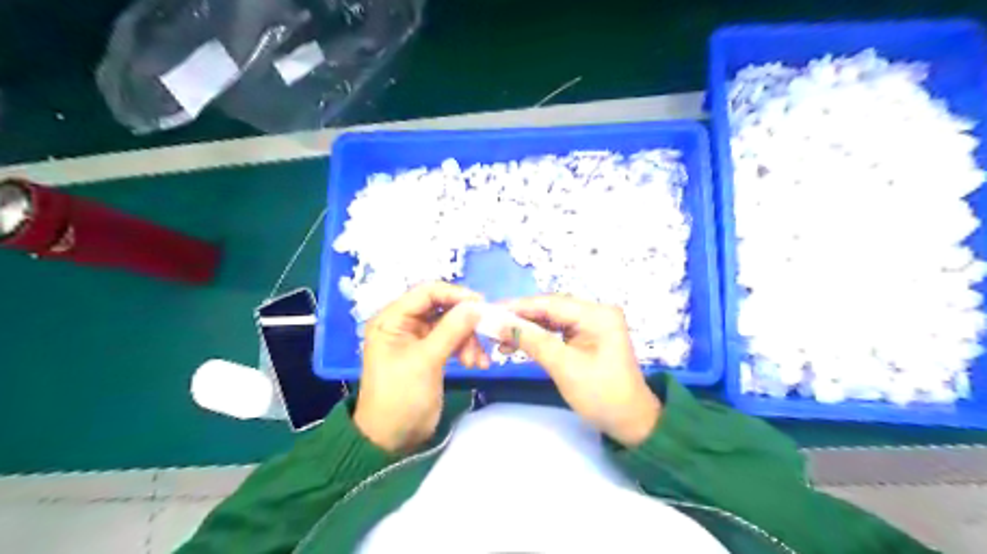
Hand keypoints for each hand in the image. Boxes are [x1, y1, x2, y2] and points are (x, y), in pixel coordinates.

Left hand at [359, 284, 487, 451]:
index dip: (455, 294)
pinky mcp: (429, 352)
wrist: (393, 439)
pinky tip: (477, 364)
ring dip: (468, 339)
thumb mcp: (426, 361)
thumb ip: (452, 330)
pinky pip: (453, 340)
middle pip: (442, 308)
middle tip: (485, 335)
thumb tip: (477, 305)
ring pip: (451, 325)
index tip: (482, 304)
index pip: (426, 292)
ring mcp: (417, 338)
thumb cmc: (401, 397)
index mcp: (392, 319)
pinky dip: (466, 349)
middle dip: (465, 322)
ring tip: (477, 362)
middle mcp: (404, 323)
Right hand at [501, 295, 661, 446]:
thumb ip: (533, 341)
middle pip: (549, 309)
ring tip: (499, 339)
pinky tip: (517, 344)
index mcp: (597, 314)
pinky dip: (537, 337)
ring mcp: (591, 324)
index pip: (550, 303)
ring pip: (550, 319)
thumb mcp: (565, 368)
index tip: (489, 311)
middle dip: (519, 317)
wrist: (631, 422)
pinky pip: (556, 330)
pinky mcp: (586, 336)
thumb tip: (499, 324)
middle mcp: (595, 312)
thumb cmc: (602, 396)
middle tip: (490, 325)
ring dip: (526, 328)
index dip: (518, 306)